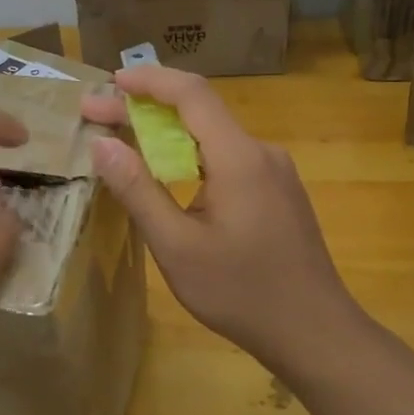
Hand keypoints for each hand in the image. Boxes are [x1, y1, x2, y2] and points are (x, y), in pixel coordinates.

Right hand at [81, 67, 358, 373]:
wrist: (317, 334)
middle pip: (199, 110)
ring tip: (122, 140)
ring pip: (212, 134)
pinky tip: (166, 172)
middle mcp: (260, 152)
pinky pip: (226, 156)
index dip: (149, 80)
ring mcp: (273, 171)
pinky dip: (188, 152)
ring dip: (165, 131)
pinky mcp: (277, 190)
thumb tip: (102, 144)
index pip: (192, 94)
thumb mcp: (176, 247)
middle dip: (145, 107)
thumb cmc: (242, 293)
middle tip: (96, 115)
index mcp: (239, 157)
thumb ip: (138, 190)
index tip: (110, 82)